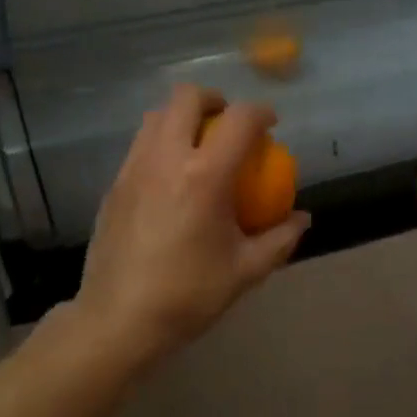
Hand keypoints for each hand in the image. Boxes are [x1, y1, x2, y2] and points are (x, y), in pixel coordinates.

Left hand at [70, 85, 310, 374]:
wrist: (118, 319)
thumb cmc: (189, 294)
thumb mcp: (246, 270)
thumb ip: (280, 239)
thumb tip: (302, 218)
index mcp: (205, 176)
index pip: (239, 120)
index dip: (261, 113)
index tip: (271, 125)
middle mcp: (166, 159)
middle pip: (187, 97)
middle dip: (214, 100)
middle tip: (229, 125)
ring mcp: (134, 169)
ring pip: (156, 116)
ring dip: (183, 118)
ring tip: (199, 146)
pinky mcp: (114, 185)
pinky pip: (140, 145)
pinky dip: (161, 143)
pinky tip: (171, 179)